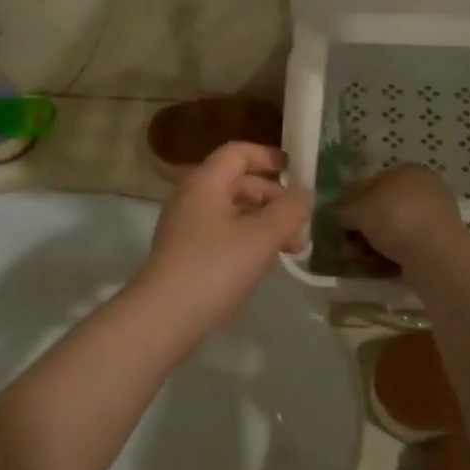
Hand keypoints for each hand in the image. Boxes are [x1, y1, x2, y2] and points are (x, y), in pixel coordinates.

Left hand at [133, 143, 311, 338]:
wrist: (164, 317)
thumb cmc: (215, 268)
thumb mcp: (261, 237)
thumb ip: (289, 211)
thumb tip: (305, 192)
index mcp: (205, 182)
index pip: (237, 152)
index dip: (268, 156)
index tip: (297, 171)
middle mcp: (191, 197)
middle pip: (236, 182)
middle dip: (272, 197)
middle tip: (299, 222)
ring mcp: (184, 226)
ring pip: (231, 211)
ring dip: (263, 222)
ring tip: (292, 249)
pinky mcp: (184, 253)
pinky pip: (221, 233)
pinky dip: (246, 239)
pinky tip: (264, 263)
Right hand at [333, 164, 469, 268]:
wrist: (435, 254)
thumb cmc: (395, 218)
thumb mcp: (358, 208)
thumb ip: (342, 208)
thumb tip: (335, 212)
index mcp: (407, 171)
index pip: (370, 183)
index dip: (351, 202)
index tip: (339, 221)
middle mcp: (423, 190)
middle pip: (380, 209)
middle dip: (361, 228)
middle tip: (347, 244)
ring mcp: (432, 218)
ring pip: (391, 231)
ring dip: (371, 245)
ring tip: (359, 259)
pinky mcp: (437, 244)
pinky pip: (405, 247)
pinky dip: (389, 256)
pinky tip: (376, 266)